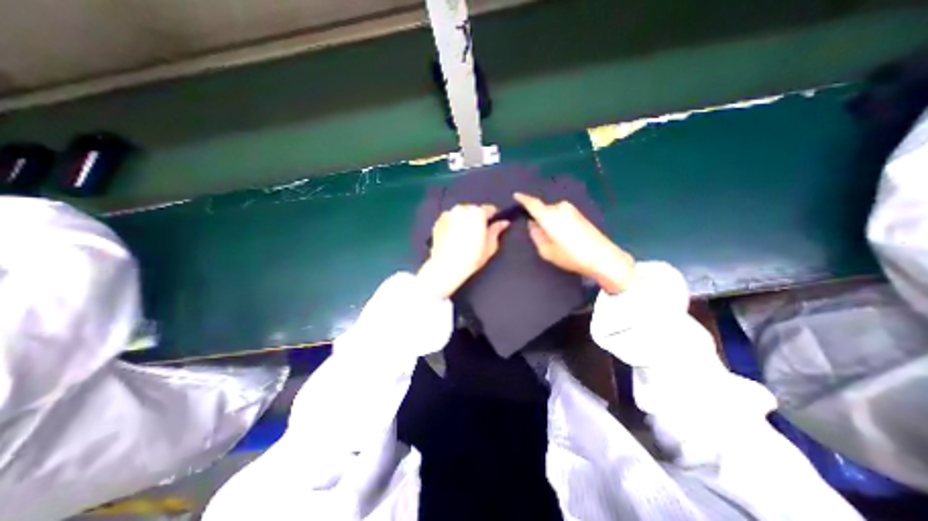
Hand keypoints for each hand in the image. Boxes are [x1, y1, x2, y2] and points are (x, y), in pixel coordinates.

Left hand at [418, 206, 510, 298]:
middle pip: (473, 210)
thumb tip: (503, 223)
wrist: (447, 266)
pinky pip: (450, 220)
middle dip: (476, 220)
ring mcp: (448, 214)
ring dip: (464, 221)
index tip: (492, 226)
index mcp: (477, 213)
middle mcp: (462, 209)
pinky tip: (454, 239)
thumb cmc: (471, 257)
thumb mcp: (490, 246)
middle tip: (477, 235)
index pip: (489, 209)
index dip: (492, 217)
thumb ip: (496, 230)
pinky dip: (453, 225)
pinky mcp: (438, 222)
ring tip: (464, 238)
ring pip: (460, 214)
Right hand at [510, 194, 635, 294]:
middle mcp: (559, 208)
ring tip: (551, 237)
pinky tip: (561, 235)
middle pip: (543, 209)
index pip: (532, 203)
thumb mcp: (546, 251)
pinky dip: (557, 221)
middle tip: (537, 231)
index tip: (516, 195)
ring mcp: (571, 210)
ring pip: (552, 212)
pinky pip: (561, 214)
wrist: (602, 256)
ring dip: (548, 220)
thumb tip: (533, 224)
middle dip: (538, 217)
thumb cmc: (571, 255)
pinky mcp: (579, 214)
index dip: (523, 199)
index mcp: (549, 216)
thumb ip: (536, 235)